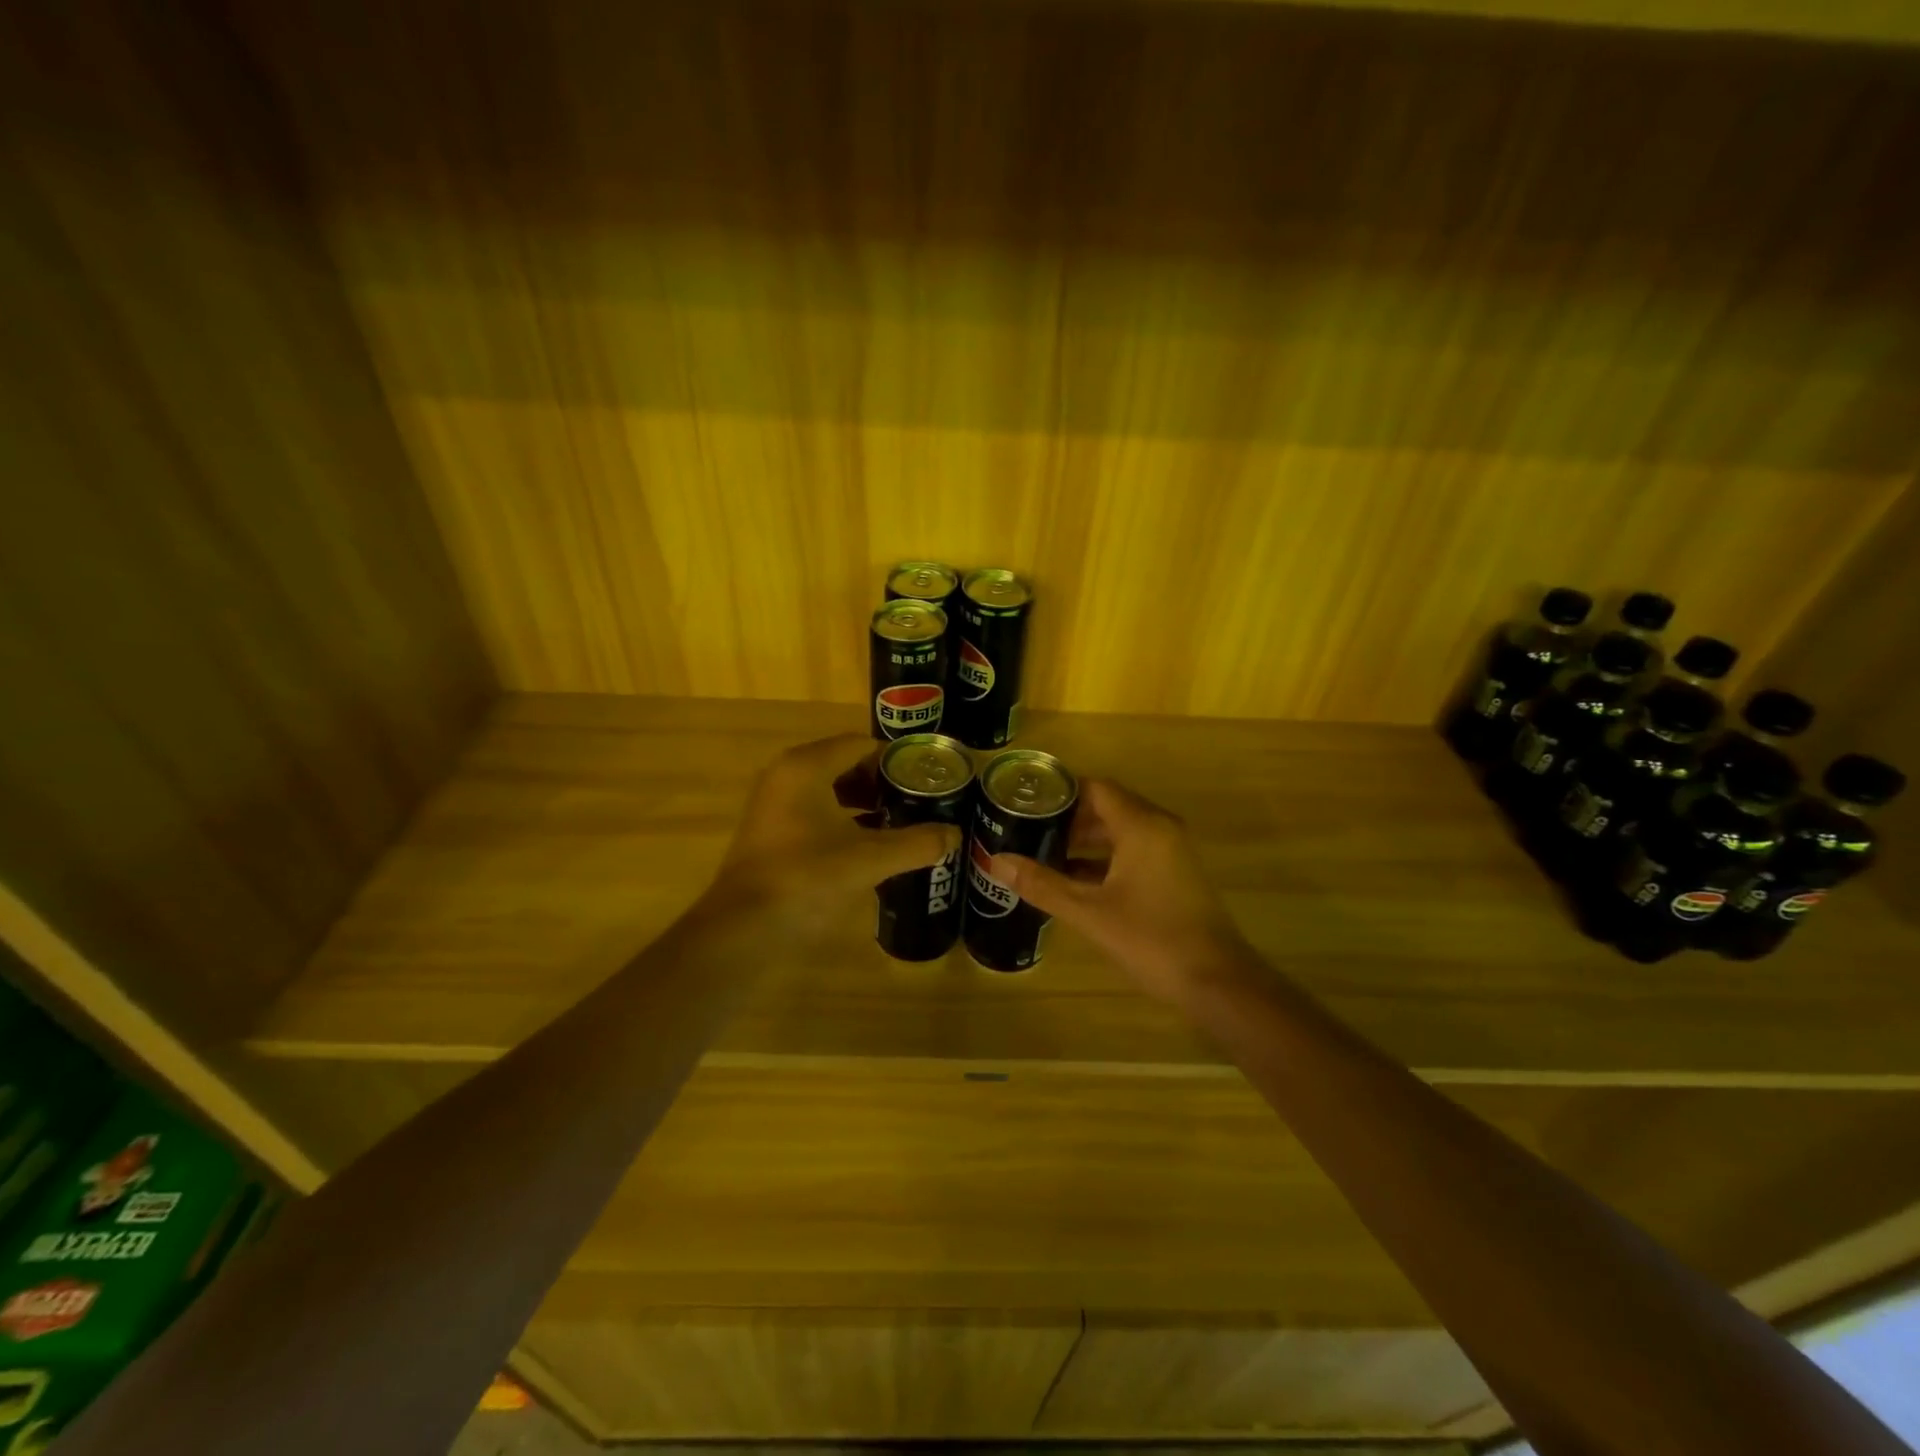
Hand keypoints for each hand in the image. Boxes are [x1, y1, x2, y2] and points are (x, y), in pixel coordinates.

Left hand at [704, 734, 960, 936]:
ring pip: (830, 790)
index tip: (928, 778)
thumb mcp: (869, 860)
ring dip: (865, 802)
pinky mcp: (771, 831)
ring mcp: (774, 803)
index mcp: (807, 767)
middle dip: (883, 782)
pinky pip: (816, 811)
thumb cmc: (806, 879)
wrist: (743, 930)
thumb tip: (954, 834)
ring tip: (903, 821)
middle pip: (845, 764)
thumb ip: (916, 843)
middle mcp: (786, 775)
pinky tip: (871, 844)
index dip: (897, 759)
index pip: (861, 745)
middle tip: (921, 800)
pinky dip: (844, 820)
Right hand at [996, 779, 1252, 1004]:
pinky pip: (1133, 852)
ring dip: (1085, 840)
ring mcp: (1171, 852)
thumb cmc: (1152, 939)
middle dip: (1068, 818)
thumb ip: (1042, 884)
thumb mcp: (1089, 912)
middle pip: (1107, 807)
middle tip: (1027, 829)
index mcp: (1142, 826)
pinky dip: (1104, 859)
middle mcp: (1160, 828)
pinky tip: (1075, 881)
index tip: (1025, 802)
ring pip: (1121, 832)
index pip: (1095, 788)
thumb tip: (996, 862)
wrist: (1217, 982)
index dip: (1060, 792)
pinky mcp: (1175, 874)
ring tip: (1043, 853)